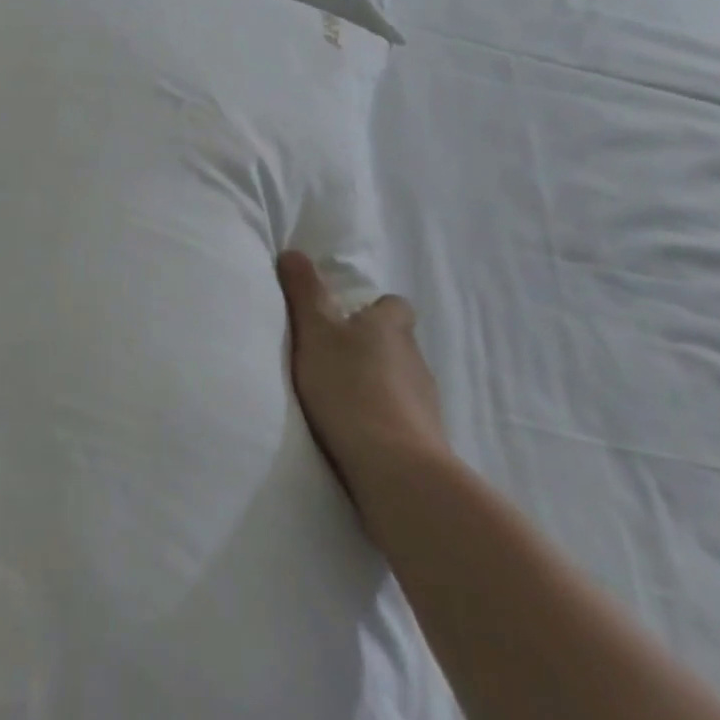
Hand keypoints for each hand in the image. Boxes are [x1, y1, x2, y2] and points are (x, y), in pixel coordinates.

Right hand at [278, 250, 449, 496]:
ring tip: (341, 400)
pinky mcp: (426, 438)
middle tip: (332, 359)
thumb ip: (304, 292)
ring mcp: (425, 400)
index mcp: (391, 325)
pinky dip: (383, 419)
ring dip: (377, 385)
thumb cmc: (350, 386)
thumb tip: (293, 251)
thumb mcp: (314, 331)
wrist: (395, 468)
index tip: (345, 320)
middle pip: (395, 342)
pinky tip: (357, 433)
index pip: (393, 305)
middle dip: (370, 348)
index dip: (372, 309)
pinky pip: (402, 417)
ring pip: (399, 380)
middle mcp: (414, 356)